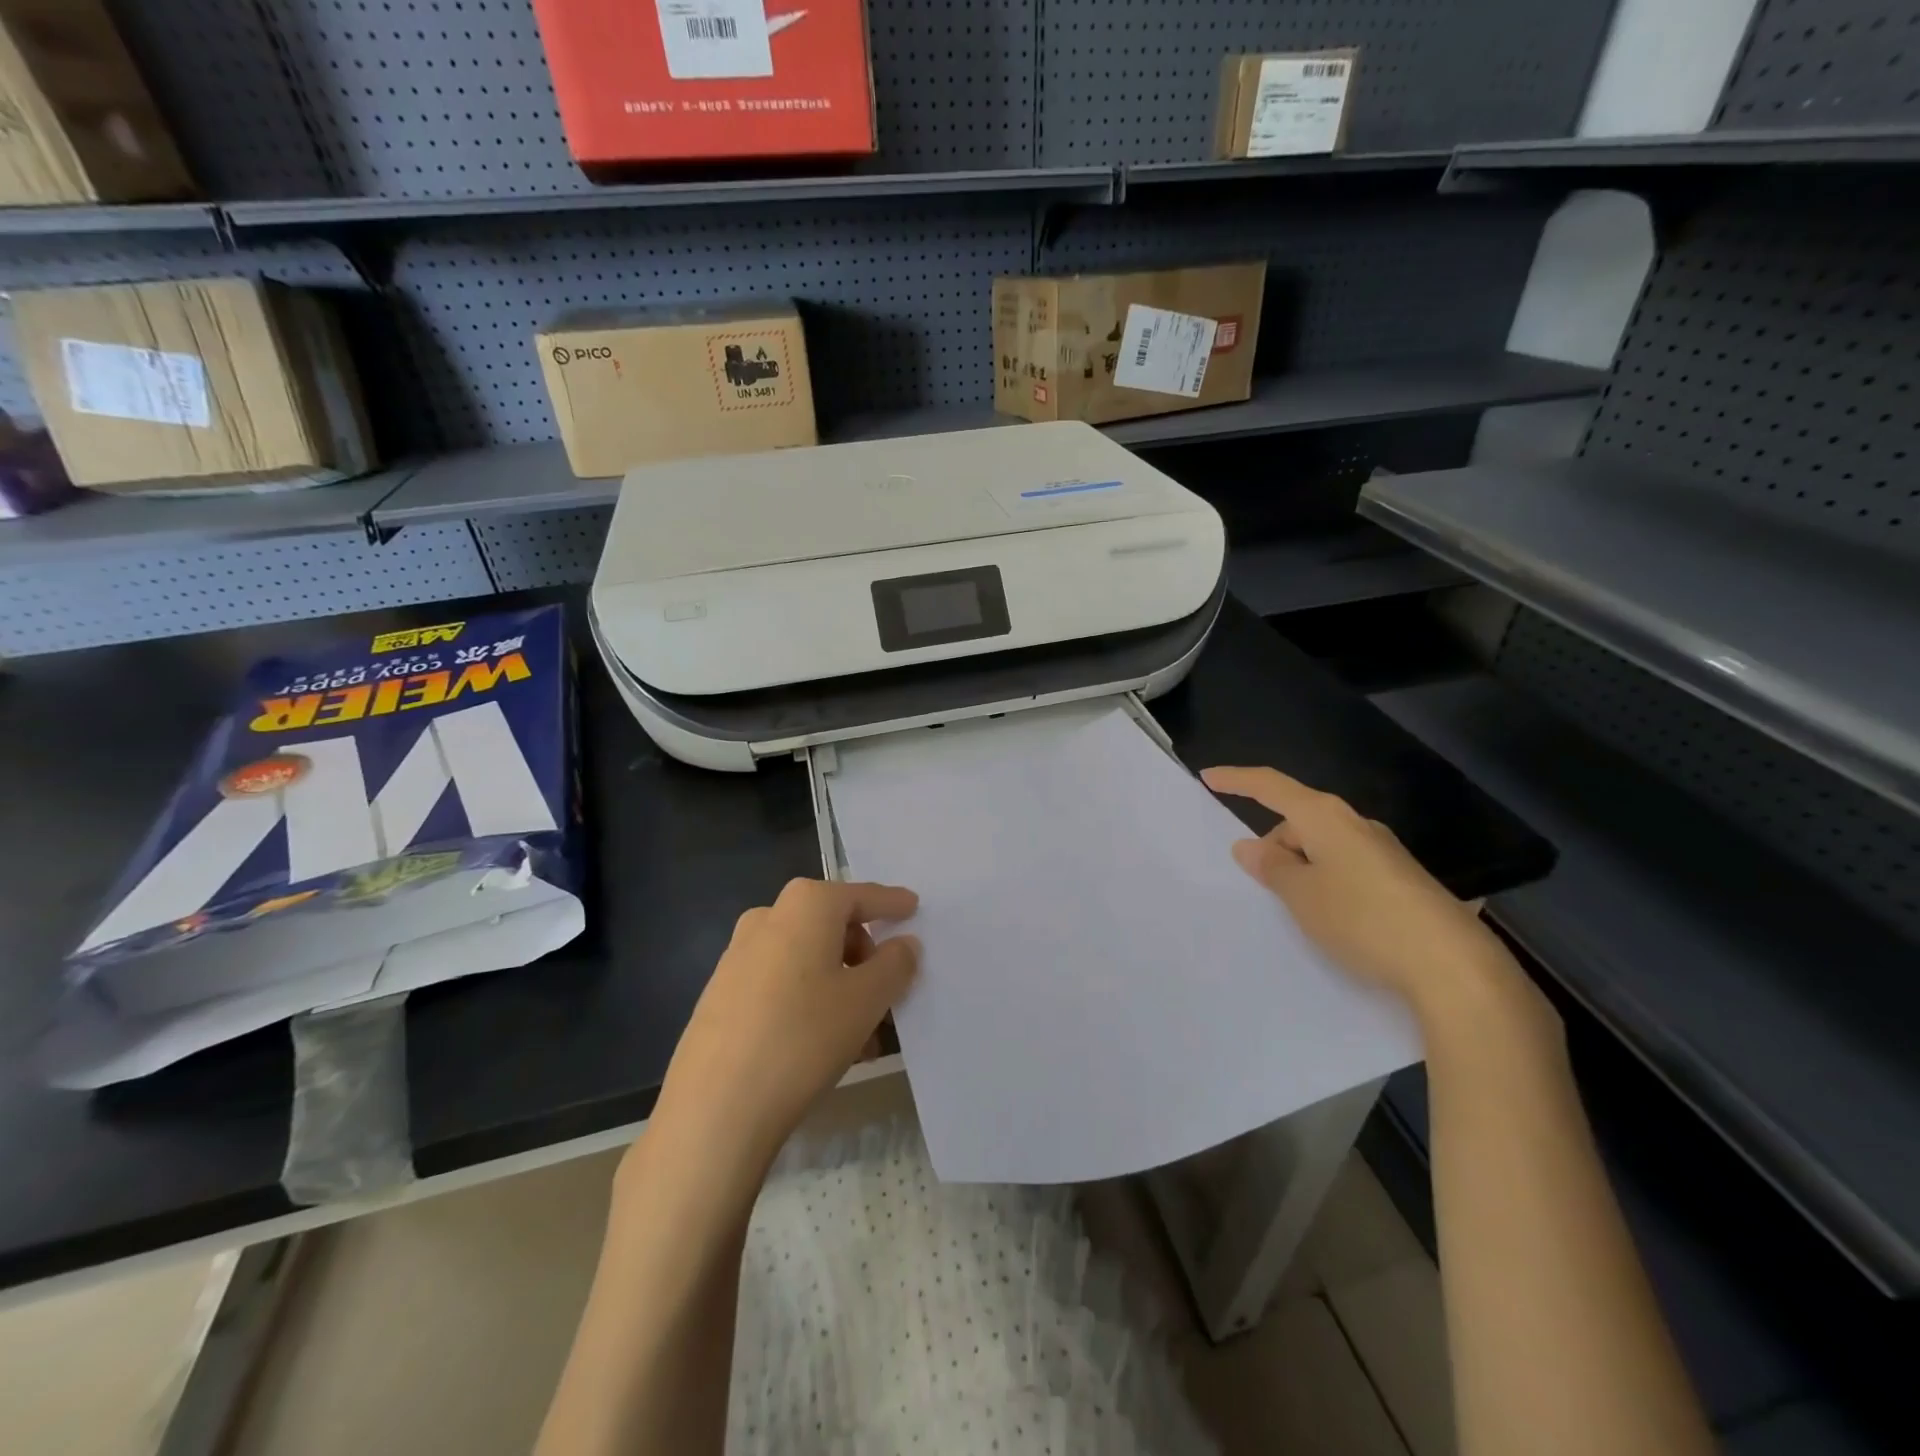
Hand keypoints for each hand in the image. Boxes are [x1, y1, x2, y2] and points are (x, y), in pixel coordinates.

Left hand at [655, 878, 919, 1170]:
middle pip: (832, 925)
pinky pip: (780, 981)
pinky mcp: (721, 992)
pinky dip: (808, 999)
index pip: (861, 896)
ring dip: (839, 984)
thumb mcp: (867, 1000)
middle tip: (886, 992)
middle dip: (864, 955)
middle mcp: (768, 917)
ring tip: (861, 1035)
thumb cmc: (803, 1037)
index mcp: (806, 905)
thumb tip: (904, 944)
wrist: (714, 1107)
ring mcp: (738, 954)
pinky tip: (820, 1043)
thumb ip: (895, 964)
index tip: (913, 908)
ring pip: (806, 958)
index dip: (892, 903)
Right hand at [1201, 766, 1552, 1039]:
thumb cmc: (1362, 919)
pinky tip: (1331, 918)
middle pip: (1298, 819)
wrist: (1453, 966)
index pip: (1271, 786)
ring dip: (1300, 866)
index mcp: (1325, 817)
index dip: (1237, 780)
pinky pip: (1345, 867)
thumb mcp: (1301, 895)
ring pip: (1323, 846)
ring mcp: (1382, 851)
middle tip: (1260, 884)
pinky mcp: (1400, 879)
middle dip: (1274, 843)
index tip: (1207, 776)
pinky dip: (1325, 881)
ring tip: (1297, 909)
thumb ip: (1271, 867)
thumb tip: (1250, 845)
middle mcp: (1355, 824)